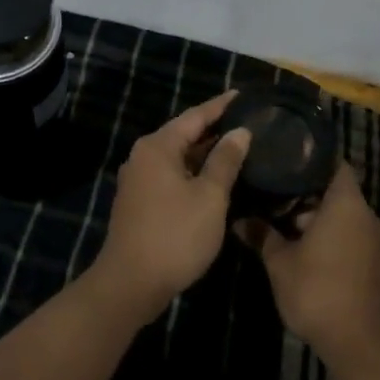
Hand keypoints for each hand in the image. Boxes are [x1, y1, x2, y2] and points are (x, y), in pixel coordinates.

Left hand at [92, 92, 250, 323]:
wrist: (130, 284)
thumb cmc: (175, 235)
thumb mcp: (209, 196)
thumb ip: (225, 160)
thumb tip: (240, 132)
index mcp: (158, 146)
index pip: (196, 116)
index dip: (221, 106)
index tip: (245, 95)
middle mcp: (144, 156)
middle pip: (185, 134)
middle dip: (215, 129)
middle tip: (248, 122)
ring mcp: (139, 180)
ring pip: (179, 157)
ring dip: (206, 153)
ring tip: (239, 148)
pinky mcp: (140, 202)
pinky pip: (172, 175)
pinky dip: (194, 172)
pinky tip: (217, 179)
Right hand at [242, 164, 379, 374]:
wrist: (359, 344)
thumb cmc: (317, 291)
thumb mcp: (280, 262)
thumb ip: (262, 235)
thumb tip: (238, 220)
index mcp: (346, 203)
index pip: (334, 162)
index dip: (311, 156)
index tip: (286, 154)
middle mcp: (365, 215)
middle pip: (336, 189)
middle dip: (306, 189)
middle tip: (273, 186)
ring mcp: (373, 240)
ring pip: (342, 214)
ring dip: (316, 215)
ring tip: (280, 214)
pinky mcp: (373, 262)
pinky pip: (349, 234)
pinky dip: (328, 233)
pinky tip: (300, 243)